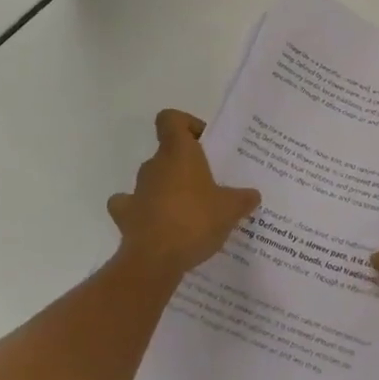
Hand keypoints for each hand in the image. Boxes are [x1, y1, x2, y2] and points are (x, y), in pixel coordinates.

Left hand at [108, 110, 259, 280]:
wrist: (154, 260)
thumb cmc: (195, 220)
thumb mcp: (231, 209)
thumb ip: (243, 198)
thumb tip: (253, 195)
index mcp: (178, 152)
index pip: (171, 119)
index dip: (186, 124)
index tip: (204, 143)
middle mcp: (154, 165)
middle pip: (167, 153)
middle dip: (185, 166)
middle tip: (208, 185)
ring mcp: (137, 190)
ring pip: (152, 179)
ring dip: (166, 189)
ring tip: (189, 211)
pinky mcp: (125, 216)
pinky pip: (132, 207)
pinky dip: (142, 212)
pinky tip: (158, 225)